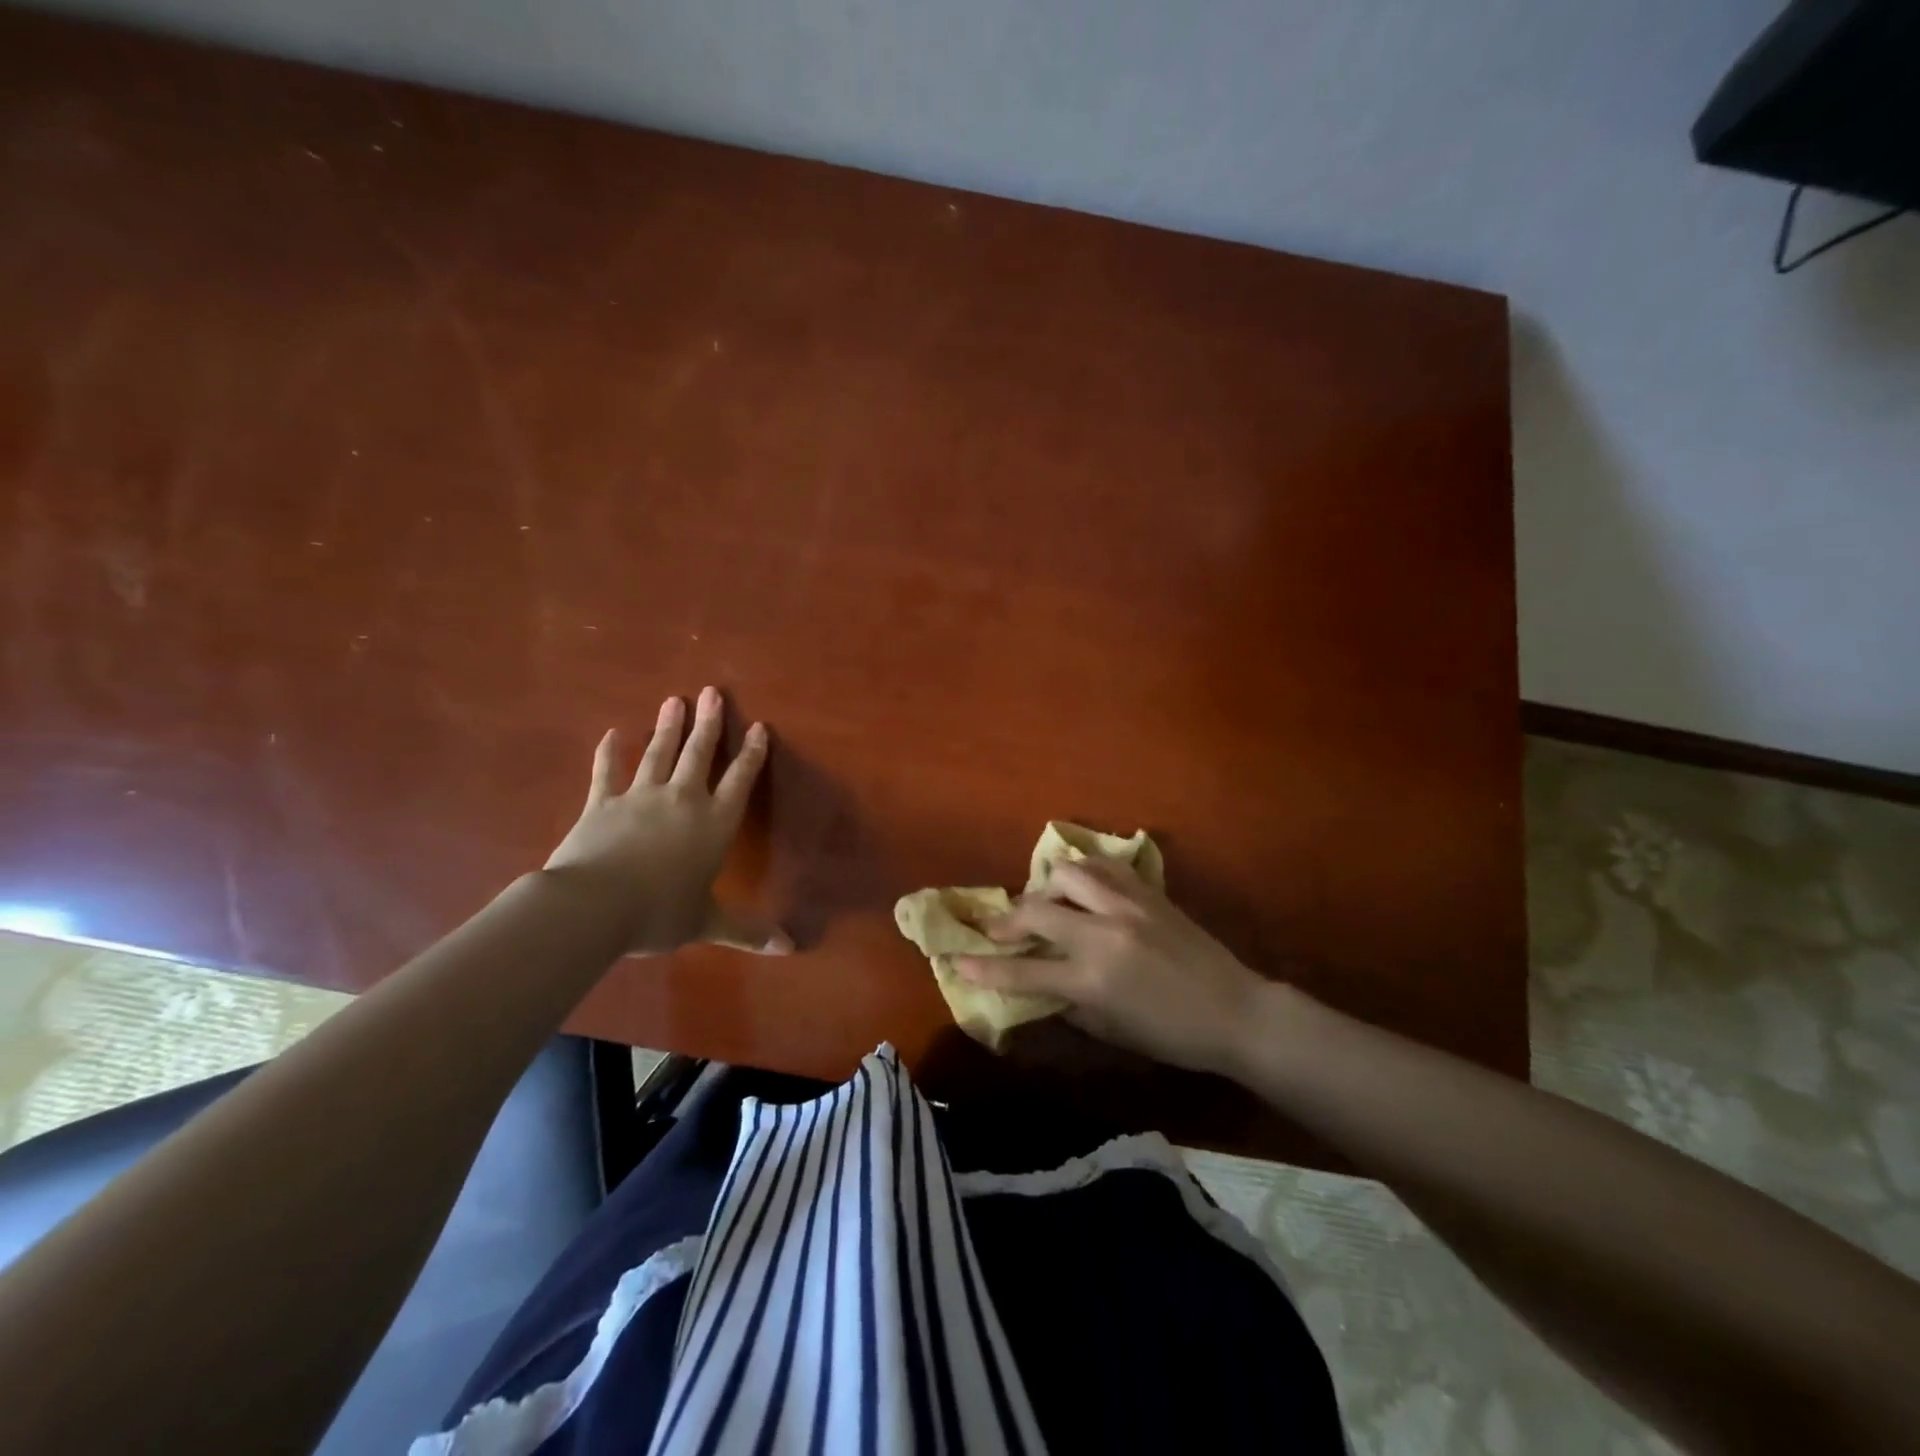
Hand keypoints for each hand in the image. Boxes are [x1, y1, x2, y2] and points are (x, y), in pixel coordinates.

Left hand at [544, 686, 790, 955]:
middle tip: (712, 692)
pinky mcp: (601, 803)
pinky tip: (611, 734)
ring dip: (667, 727)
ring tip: (673, 701)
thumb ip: (747, 931)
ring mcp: (639, 797)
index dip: (751, 754)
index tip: (759, 727)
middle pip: (699, 754)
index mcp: (714, 824)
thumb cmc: (660, 912)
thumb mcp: (708, 923)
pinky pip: (606, 773)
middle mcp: (682, 800)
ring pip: (658, 754)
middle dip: (708, 723)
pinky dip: (609, 753)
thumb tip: (789, 948)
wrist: (594, 905)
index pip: (740, 781)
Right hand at [954, 859, 1268, 1073]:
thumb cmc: (1171, 1035)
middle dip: (1007, 920)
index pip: (1024, 971)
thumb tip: (1040, 981)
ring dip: (1046, 887)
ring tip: (1046, 902)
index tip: (957, 960)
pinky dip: (1083, 873)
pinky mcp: (1147, 892)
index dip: (985, 968)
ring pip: (1067, 872)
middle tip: (1000, 930)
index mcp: (1092, 978)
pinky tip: (1082, 886)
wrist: (1235, 1011)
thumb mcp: (1111, 1030)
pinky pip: (1104, 866)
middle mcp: (1102, 934)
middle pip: (1035, 910)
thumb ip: (1069, 1002)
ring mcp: (1126, 906)